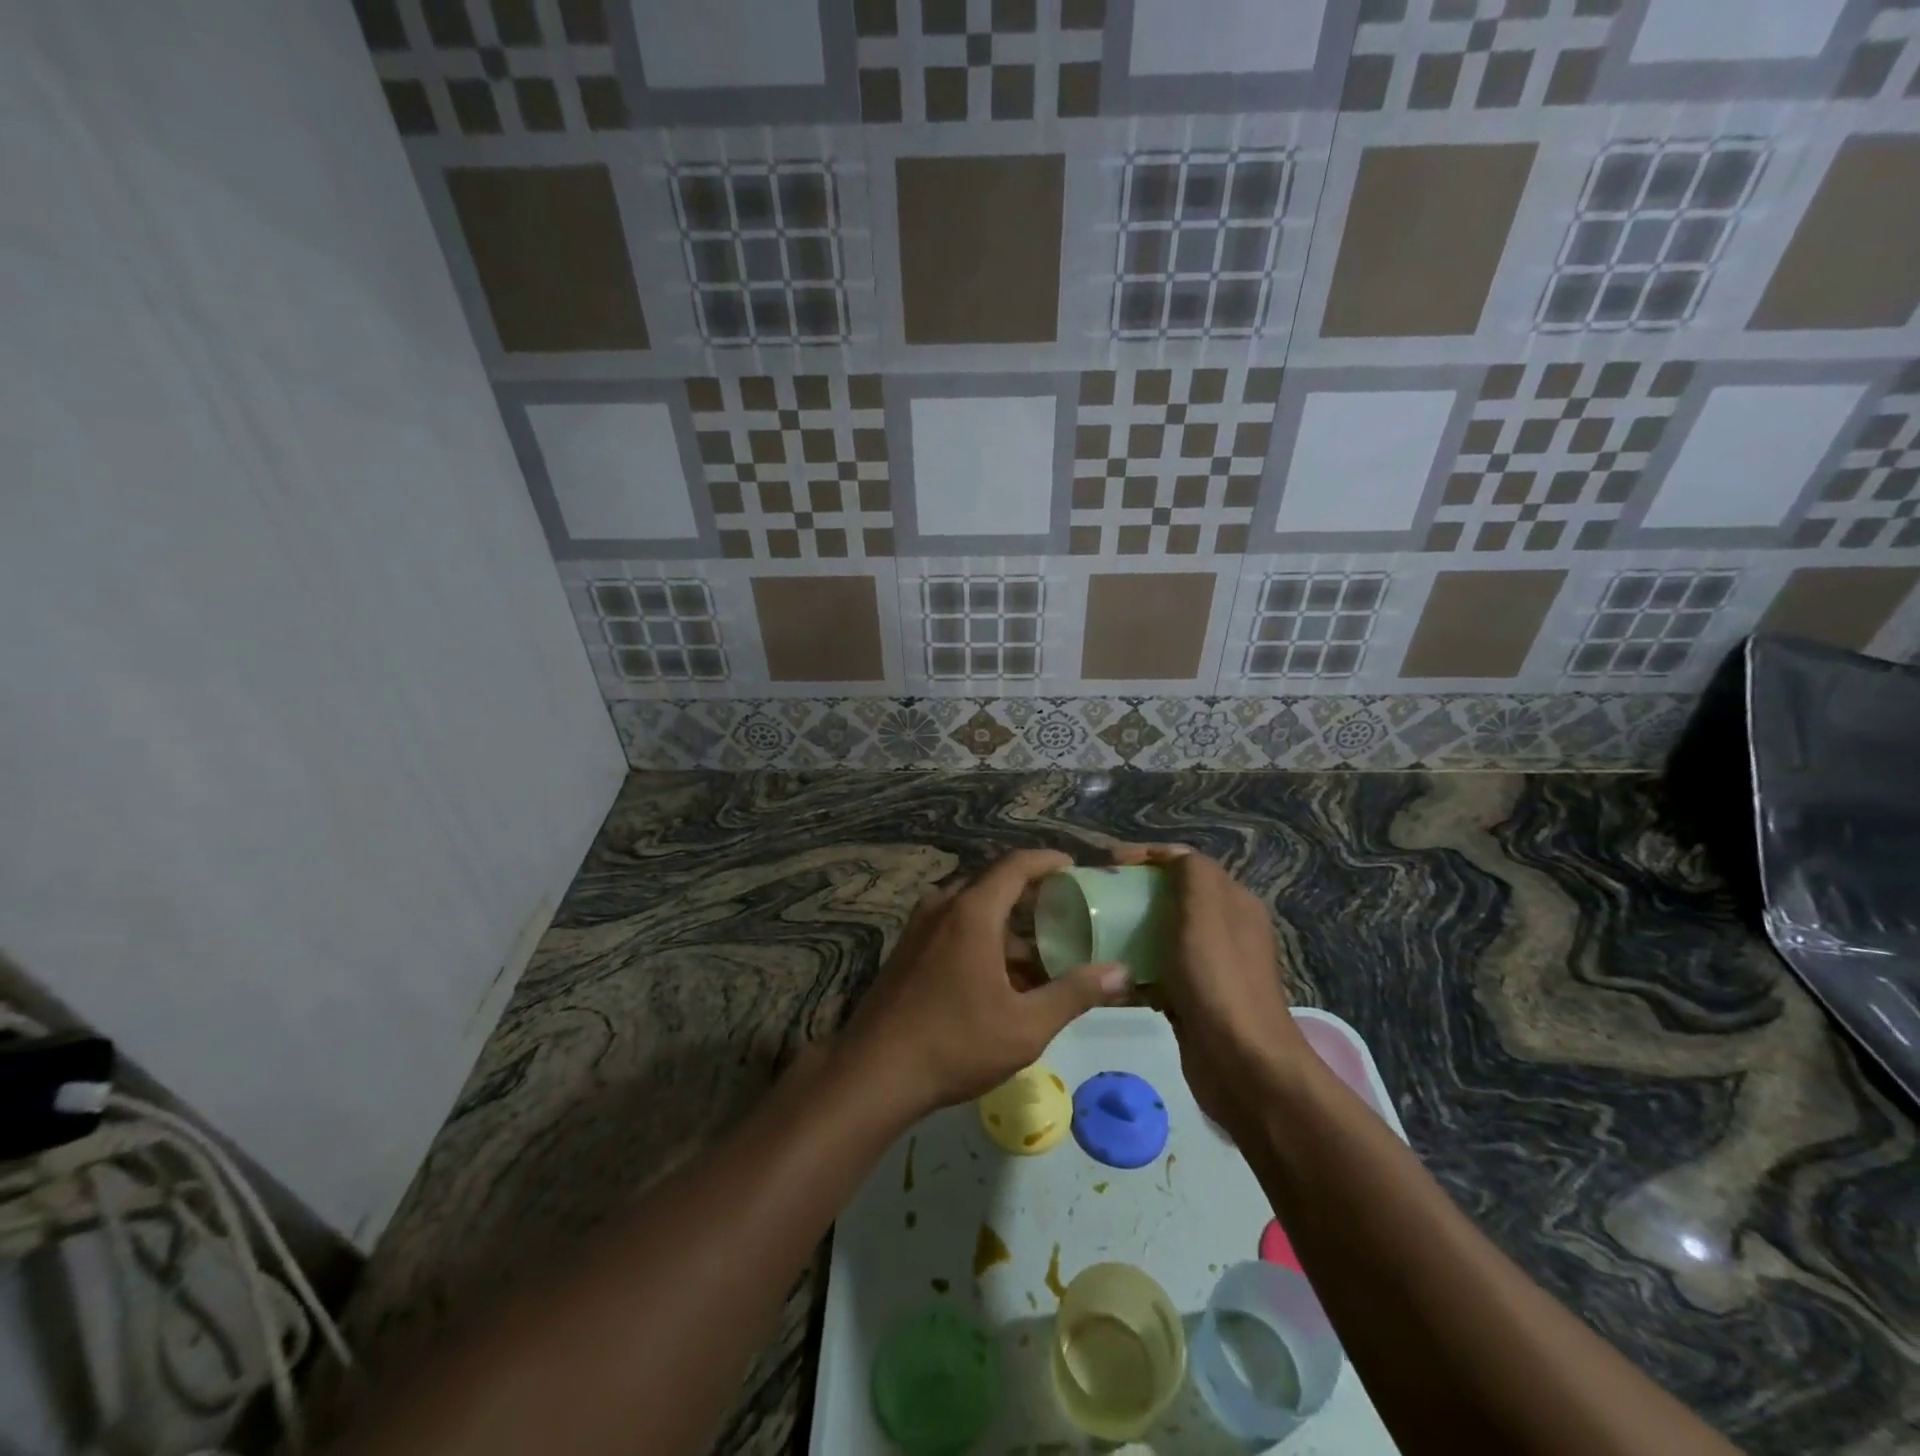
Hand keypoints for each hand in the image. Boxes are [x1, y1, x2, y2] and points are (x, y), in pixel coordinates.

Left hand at [840, 850, 1130, 1115]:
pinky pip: (952, 930)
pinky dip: (981, 941)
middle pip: (993, 887)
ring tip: (1039, 961)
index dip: (1047, 861)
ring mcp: (919, 928)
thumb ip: (1074, 993)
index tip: (1073, 867)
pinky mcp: (907, 951)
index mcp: (972, 912)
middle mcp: (943, 908)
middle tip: (1064, 916)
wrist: (875, 1072)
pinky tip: (999, 981)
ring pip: (972, 912)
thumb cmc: (956, 1043)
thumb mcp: (1026, 1025)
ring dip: (1006, 930)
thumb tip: (1120, 971)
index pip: (1015, 866)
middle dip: (1030, 899)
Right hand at [1113, 844, 1306, 1135]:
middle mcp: (1225, 930)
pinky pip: (1158, 973)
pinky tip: (1110, 978)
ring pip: (1162, 936)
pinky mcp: (1193, 1000)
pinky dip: (1134, 971)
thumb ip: (1192, 873)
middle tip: (1095, 898)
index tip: (1106, 864)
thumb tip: (1171, 856)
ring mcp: (1210, 968)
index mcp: (1233, 903)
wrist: (1243, 1065)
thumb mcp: (1205, 912)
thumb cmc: (1219, 980)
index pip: (1185, 863)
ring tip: (1093, 934)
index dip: (1146, 857)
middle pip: (1172, 898)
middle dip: (1133, 893)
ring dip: (1130, 933)